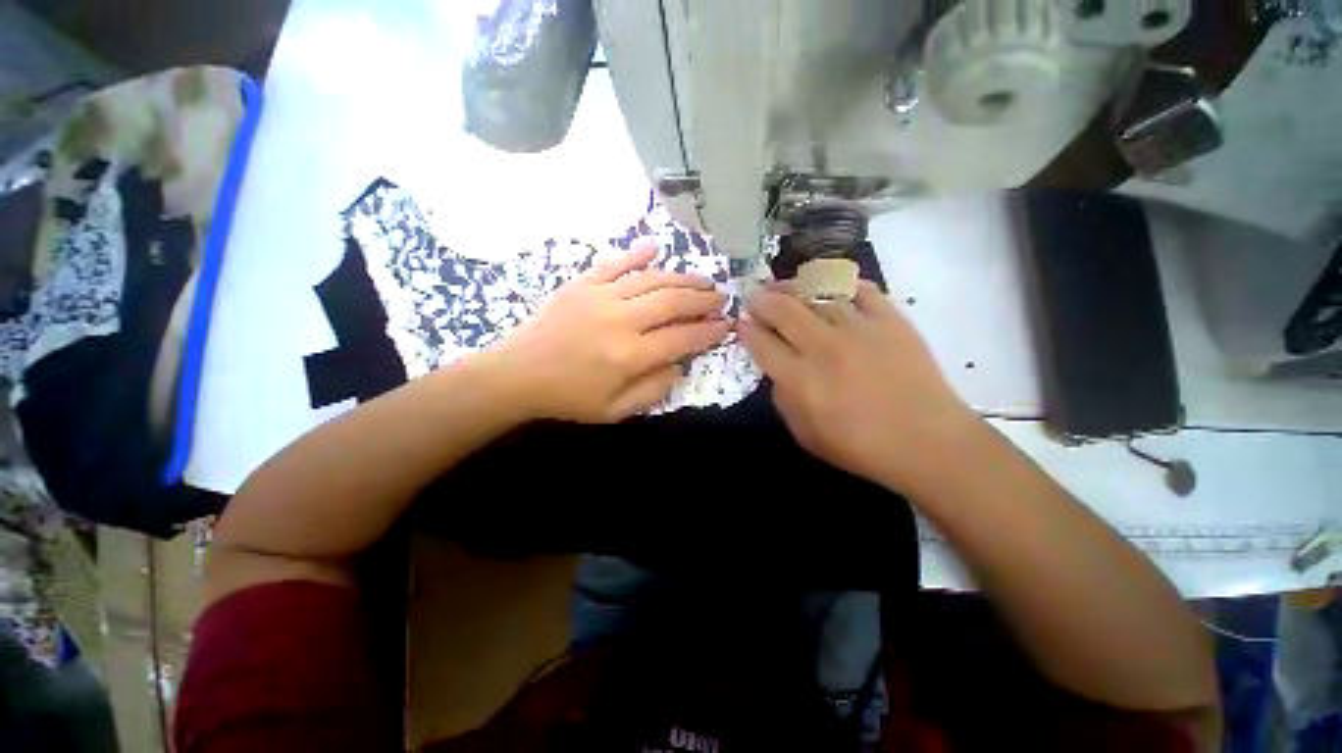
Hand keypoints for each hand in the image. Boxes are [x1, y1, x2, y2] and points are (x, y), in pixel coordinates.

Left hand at [486, 241, 729, 422]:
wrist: (516, 375)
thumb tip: (679, 365)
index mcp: (630, 355)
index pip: (682, 337)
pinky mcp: (582, 284)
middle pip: (673, 300)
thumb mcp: (614, 410)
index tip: (726, 324)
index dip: (709, 330)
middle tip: (721, 297)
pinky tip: (655, 248)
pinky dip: (637, 254)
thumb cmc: (568, 397)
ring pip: (652, 278)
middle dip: (703, 298)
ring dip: (681, 277)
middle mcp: (621, 320)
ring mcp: (600, 296)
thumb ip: (652, 389)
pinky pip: (615, 263)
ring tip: (702, 278)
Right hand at [737, 281, 981, 493]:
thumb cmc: (861, 447)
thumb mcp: (805, 435)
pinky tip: (833, 289)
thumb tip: (777, 371)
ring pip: (818, 295)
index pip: (762, 343)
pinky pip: (862, 290)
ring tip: (786, 288)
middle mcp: (824, 347)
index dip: (746, 329)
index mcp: (801, 380)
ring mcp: (859, 329)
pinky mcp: (891, 321)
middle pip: (783, 310)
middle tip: (756, 296)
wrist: (928, 442)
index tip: (741, 322)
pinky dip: (843, 285)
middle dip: (762, 300)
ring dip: (795, 289)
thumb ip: (783, 399)